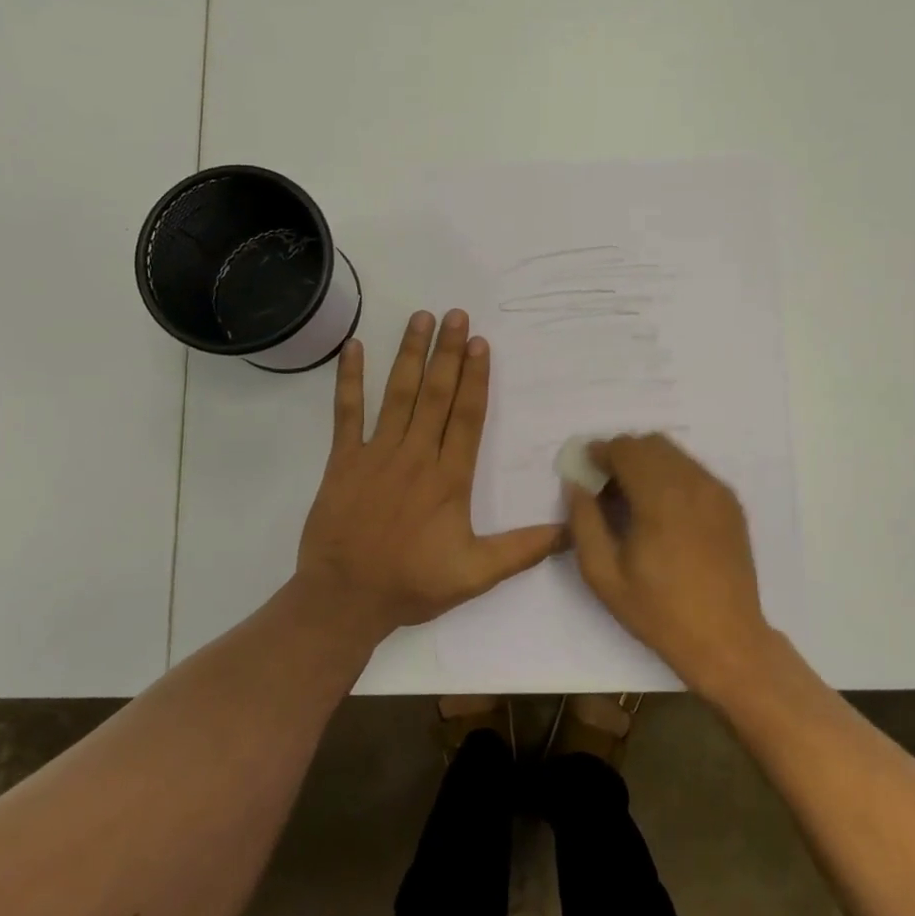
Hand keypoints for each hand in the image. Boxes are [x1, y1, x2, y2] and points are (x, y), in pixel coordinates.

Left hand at [295, 309, 563, 640]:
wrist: (343, 600)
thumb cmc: (411, 585)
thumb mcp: (475, 575)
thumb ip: (523, 550)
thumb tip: (572, 531)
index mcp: (448, 479)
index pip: (466, 417)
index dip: (475, 378)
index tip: (480, 343)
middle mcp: (415, 456)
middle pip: (435, 395)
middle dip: (447, 352)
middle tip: (456, 315)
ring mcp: (375, 454)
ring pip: (397, 395)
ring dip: (410, 355)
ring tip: (421, 318)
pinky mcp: (343, 461)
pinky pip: (346, 413)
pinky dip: (349, 380)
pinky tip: (354, 348)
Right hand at [566, 434, 775, 698]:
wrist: (726, 639)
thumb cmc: (659, 611)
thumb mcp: (604, 575)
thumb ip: (584, 522)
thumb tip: (576, 485)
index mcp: (660, 498)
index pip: (626, 449)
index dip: (600, 452)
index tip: (585, 469)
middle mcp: (693, 483)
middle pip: (651, 443)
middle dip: (622, 454)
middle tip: (604, 484)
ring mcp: (717, 491)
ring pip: (674, 454)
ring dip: (647, 462)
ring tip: (631, 496)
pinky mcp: (730, 503)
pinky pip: (694, 471)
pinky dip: (671, 475)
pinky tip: (662, 509)